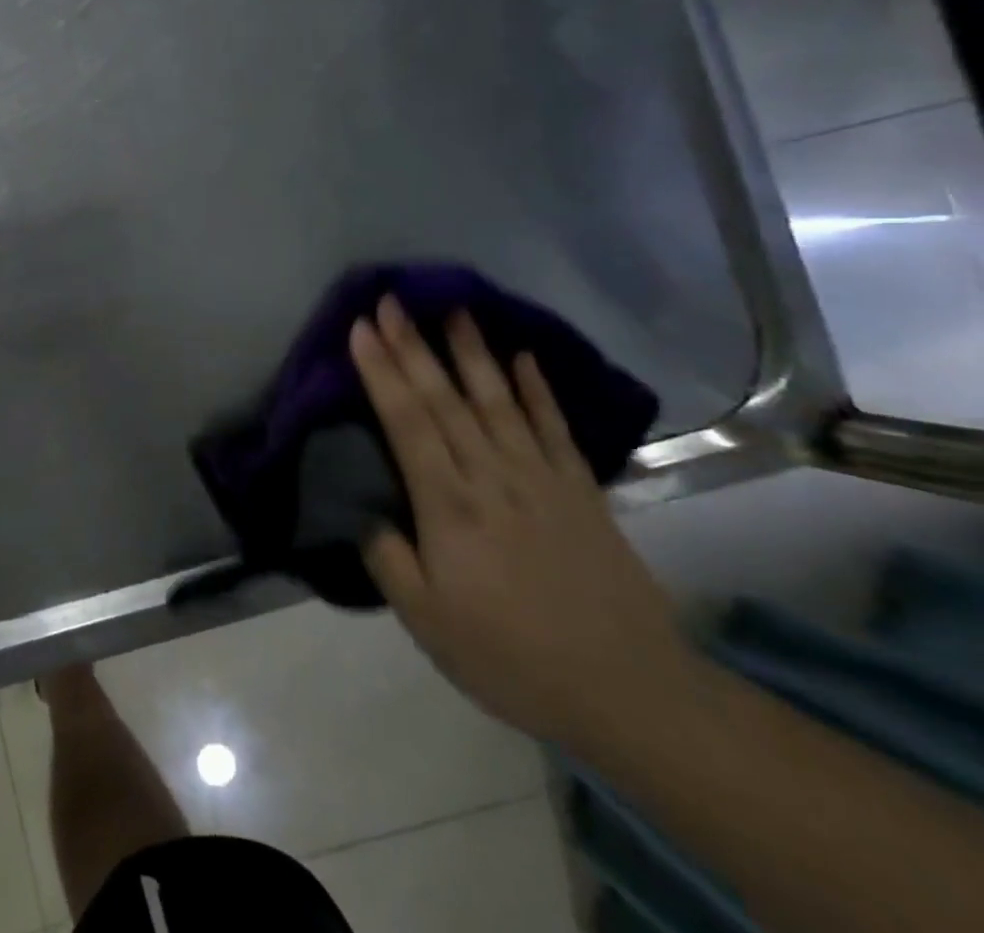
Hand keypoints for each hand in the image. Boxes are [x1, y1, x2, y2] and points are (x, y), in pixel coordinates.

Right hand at [348, 297, 701, 751]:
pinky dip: (537, 389)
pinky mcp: (580, 490)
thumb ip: (387, 558)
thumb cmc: (510, 657)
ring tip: (453, 307)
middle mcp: (491, 476)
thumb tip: (362, 509)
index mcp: (448, 505)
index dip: (381, 371)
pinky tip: (522, 357)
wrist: (630, 692)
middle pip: (445, 399)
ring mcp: (541, 478)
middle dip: (413, 346)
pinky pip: (554, 427)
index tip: (361, 327)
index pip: (406, 422)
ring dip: (471, 351)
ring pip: (497, 400)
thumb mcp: (426, 622)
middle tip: (391, 300)